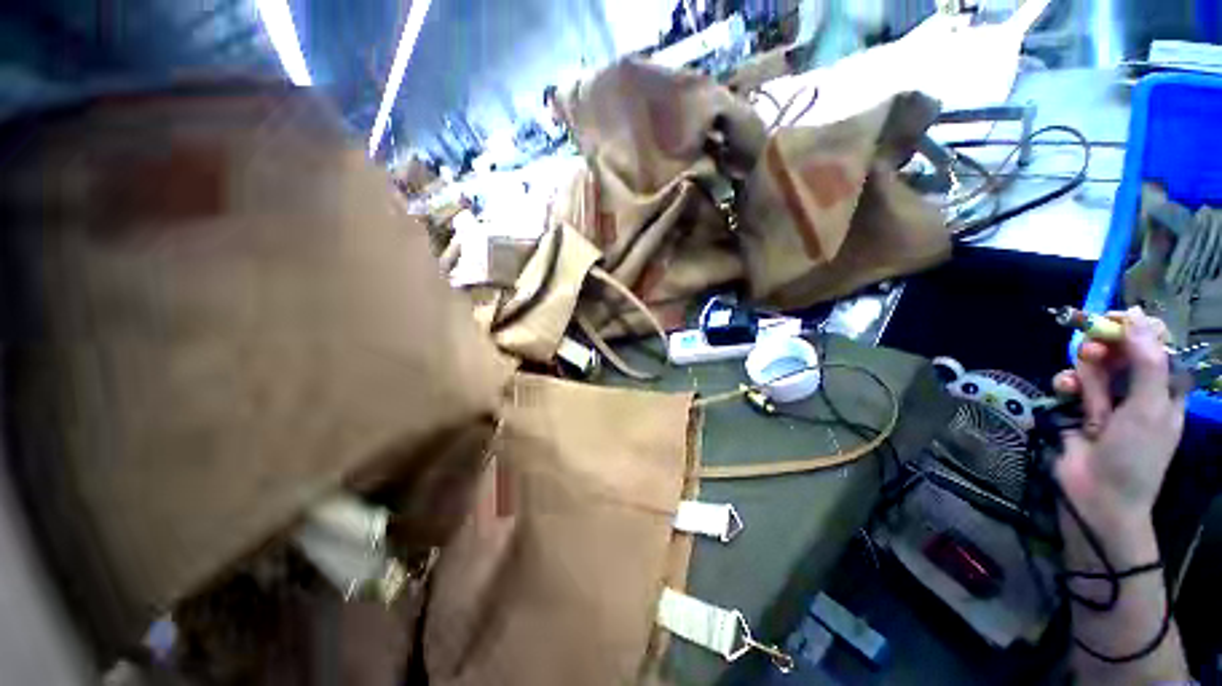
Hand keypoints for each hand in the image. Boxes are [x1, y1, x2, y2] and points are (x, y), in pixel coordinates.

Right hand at [1051, 308, 1185, 529]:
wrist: (1097, 495)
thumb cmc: (1135, 455)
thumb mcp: (1149, 408)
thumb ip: (1147, 362)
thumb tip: (1136, 315)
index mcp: (1162, 388)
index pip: (1153, 346)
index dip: (1136, 329)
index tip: (1114, 317)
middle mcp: (1135, 389)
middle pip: (1119, 351)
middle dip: (1103, 348)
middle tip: (1092, 349)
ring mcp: (1104, 400)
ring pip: (1091, 366)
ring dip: (1082, 372)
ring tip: (1077, 389)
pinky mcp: (1075, 407)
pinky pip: (1068, 384)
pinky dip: (1065, 385)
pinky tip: (1064, 393)